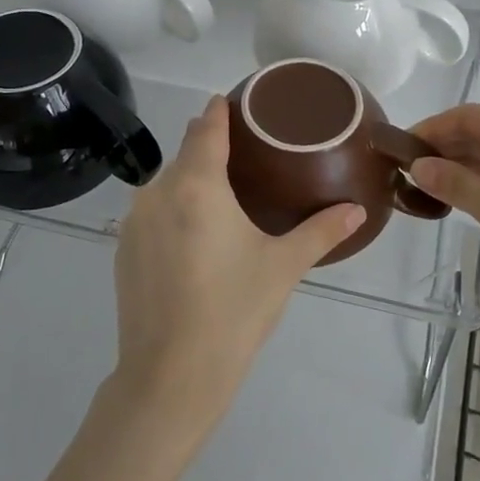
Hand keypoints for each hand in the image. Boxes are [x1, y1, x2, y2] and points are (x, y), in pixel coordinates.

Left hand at [109, 94, 364, 435]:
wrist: (169, 377)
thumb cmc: (233, 312)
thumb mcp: (283, 267)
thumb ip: (321, 231)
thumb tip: (357, 211)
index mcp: (197, 185)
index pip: (205, 127)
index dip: (220, 110)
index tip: (237, 102)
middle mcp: (158, 192)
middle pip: (186, 154)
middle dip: (211, 148)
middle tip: (247, 157)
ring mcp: (134, 221)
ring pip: (166, 184)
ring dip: (191, 182)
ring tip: (224, 199)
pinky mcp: (122, 250)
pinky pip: (152, 212)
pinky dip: (173, 210)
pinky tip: (194, 237)